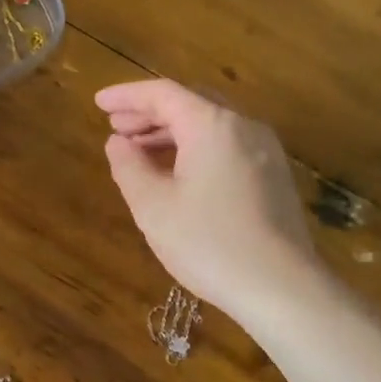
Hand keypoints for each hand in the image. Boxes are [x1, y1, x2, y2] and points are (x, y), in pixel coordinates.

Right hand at [96, 80, 319, 318]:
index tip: (98, 102)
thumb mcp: (153, 206)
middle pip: (190, 104)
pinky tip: (177, 173)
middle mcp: (244, 126)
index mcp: (212, 125)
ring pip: (211, 126)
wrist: (282, 287)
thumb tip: (118, 143)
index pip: (163, 94)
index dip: (127, 95)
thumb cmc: (209, 243)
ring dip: (172, 132)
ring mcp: (265, 151)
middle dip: (149, 113)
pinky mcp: (274, 176)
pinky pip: (227, 146)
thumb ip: (129, 167)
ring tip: (139, 151)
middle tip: (116, 126)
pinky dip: (196, 148)